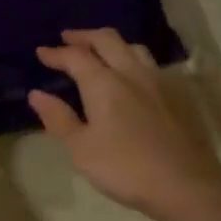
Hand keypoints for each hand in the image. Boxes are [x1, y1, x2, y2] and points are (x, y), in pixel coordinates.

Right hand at [28, 29, 220, 219]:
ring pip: (133, 48)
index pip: (76, 57)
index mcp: (104, 83)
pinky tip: (131, 75)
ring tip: (99, 51)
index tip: (41, 52)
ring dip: (111, 43)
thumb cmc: (124, 168)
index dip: (56, 53)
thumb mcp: (81, 149)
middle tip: (68, 39)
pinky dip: (132, 58)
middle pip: (107, 40)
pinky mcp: (176, 95)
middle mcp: (132, 73)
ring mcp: (158, 82)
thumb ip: (59, 119)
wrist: (184, 183)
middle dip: (84, 37)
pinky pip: (150, 64)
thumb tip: (37, 94)